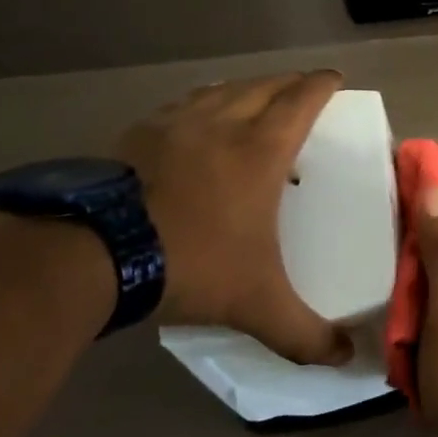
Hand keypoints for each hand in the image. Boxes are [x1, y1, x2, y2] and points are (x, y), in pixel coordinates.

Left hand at [118, 71, 352, 366]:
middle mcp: (222, 124)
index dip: (322, 85)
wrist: (90, 256)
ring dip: (245, 87)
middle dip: (289, 81)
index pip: (301, 101)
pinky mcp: (135, 135)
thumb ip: (304, 332)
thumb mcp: (256, 303)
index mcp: (260, 150)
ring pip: (221, 89)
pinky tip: (194, 118)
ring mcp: (174, 125)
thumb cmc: (190, 264)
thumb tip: (346, 358)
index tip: (335, 78)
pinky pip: (181, 105)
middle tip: (303, 86)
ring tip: (254, 95)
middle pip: (264, 86)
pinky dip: (201, 101)